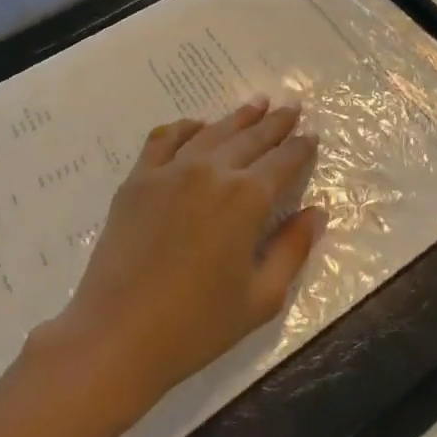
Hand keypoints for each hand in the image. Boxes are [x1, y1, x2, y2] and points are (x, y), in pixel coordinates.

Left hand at [44, 96, 325, 414]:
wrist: (119, 333)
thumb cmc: (197, 325)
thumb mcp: (261, 298)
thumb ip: (293, 249)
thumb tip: (317, 211)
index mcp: (246, 198)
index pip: (283, 161)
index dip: (300, 147)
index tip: (312, 135)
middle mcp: (211, 171)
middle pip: (250, 138)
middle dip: (275, 122)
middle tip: (291, 106)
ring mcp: (171, 169)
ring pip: (212, 131)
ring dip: (238, 117)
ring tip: (256, 104)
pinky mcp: (139, 177)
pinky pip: (165, 138)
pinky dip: (186, 127)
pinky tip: (197, 126)